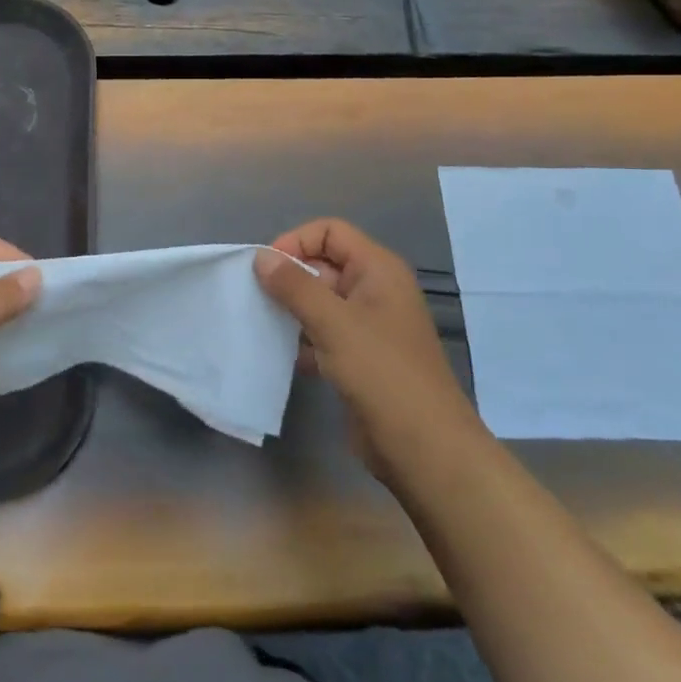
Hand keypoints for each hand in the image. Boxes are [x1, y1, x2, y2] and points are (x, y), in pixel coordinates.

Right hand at [256, 219, 475, 483]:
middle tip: (256, 297)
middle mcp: (374, 291)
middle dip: (289, 277)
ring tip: (261, 323)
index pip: (330, 232)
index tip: (266, 269)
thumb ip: (295, 286)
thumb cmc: (382, 373)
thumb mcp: (334, 322)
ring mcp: (368, 327)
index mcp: (378, 270)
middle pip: (323, 265)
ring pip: (321, 303)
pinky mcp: (360, 359)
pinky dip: (302, 340)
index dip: (296, 241)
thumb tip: (261, 257)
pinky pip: (323, 335)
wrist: (424, 449)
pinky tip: (280, 355)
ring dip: (292, 310)